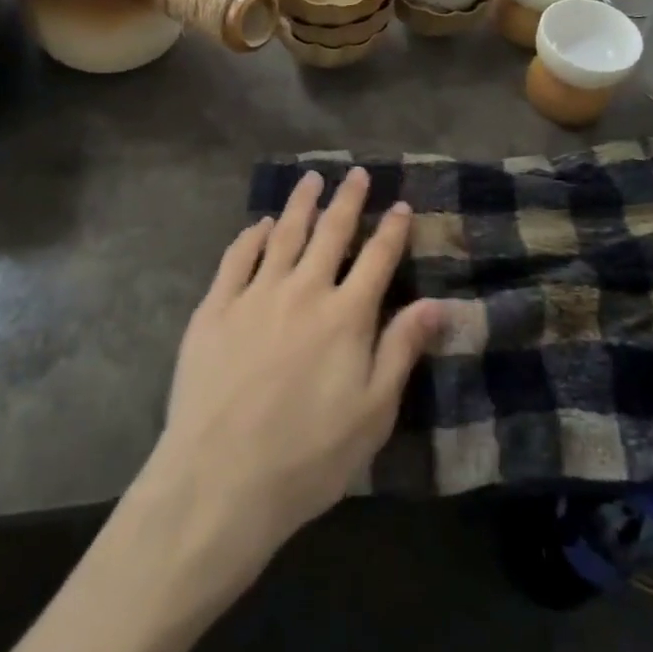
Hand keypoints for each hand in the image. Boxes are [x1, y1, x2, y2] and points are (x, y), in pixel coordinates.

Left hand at [149, 168, 442, 574]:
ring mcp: (255, 295)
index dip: (392, 230)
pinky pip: (236, 258)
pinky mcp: (215, 308)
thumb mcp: (373, 412)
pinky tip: (258, 225)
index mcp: (346, 316)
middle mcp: (303, 291)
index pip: (377, 259)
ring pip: (282, 234)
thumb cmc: (309, 455)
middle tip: (356, 173)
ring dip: (300, 204)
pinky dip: (250, 236)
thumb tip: (437, 303)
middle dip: (347, 200)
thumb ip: (401, 350)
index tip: (401, 205)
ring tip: (311, 180)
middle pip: (330, 233)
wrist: (220, 478)